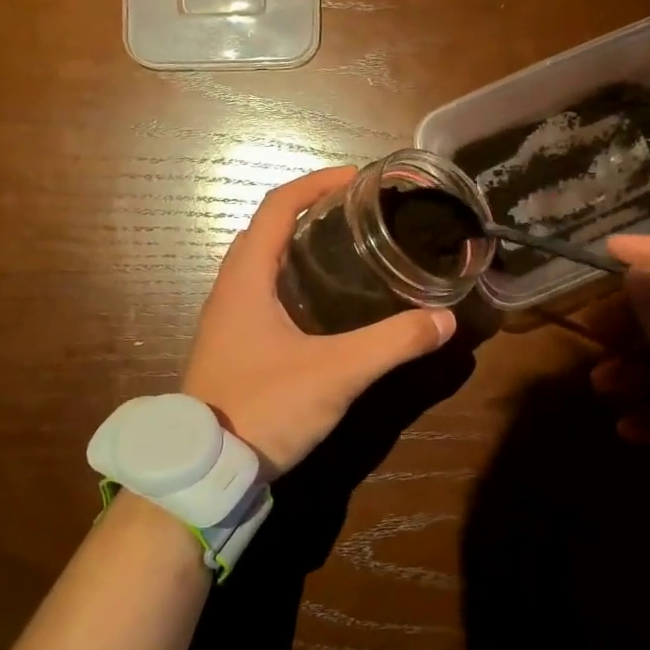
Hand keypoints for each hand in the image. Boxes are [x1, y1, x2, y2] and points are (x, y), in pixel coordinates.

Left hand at [181, 168, 457, 476]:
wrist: (205, 470)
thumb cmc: (264, 407)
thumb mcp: (336, 374)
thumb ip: (392, 344)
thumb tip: (444, 320)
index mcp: (245, 280)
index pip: (276, 208)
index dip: (315, 184)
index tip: (356, 179)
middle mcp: (230, 291)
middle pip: (267, 231)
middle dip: (309, 211)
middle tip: (358, 215)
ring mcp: (227, 321)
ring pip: (262, 264)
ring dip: (298, 246)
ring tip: (348, 250)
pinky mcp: (234, 347)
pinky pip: (262, 294)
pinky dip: (292, 280)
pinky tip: (325, 304)